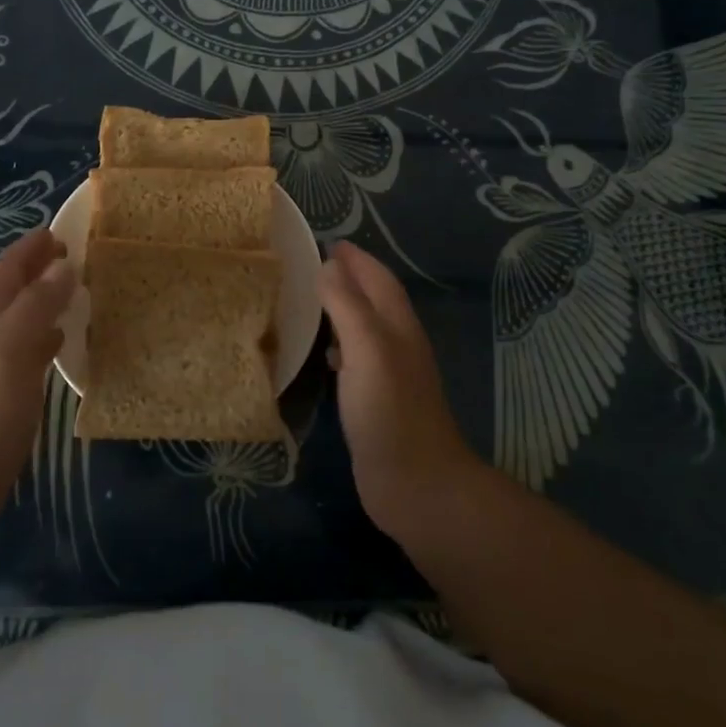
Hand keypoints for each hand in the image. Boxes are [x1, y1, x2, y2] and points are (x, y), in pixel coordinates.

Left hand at [0, 228, 73, 483]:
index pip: (8, 266)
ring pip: (24, 313)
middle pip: (15, 286)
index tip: (63, 231)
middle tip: (77, 255)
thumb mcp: (11, 346)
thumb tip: (64, 266)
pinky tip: (65, 337)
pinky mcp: (6, 385)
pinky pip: (31, 344)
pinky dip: (49, 331)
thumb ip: (37, 304)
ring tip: (79, 288)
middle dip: (41, 267)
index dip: (32, 246)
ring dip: (47, 297)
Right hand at [318, 241, 480, 539]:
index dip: (357, 259)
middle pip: (374, 300)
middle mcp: (397, 344)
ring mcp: (388, 375)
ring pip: (364, 329)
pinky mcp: (376, 402)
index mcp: (397, 326)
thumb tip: (328, 264)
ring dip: (342, 311)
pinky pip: (355, 359)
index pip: (378, 279)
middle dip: (349, 279)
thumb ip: (346, 304)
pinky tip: (323, 354)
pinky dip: (339, 346)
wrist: (415, 484)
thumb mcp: (366, 347)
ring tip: (310, 302)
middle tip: (313, 266)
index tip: (329, 242)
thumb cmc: (389, 410)